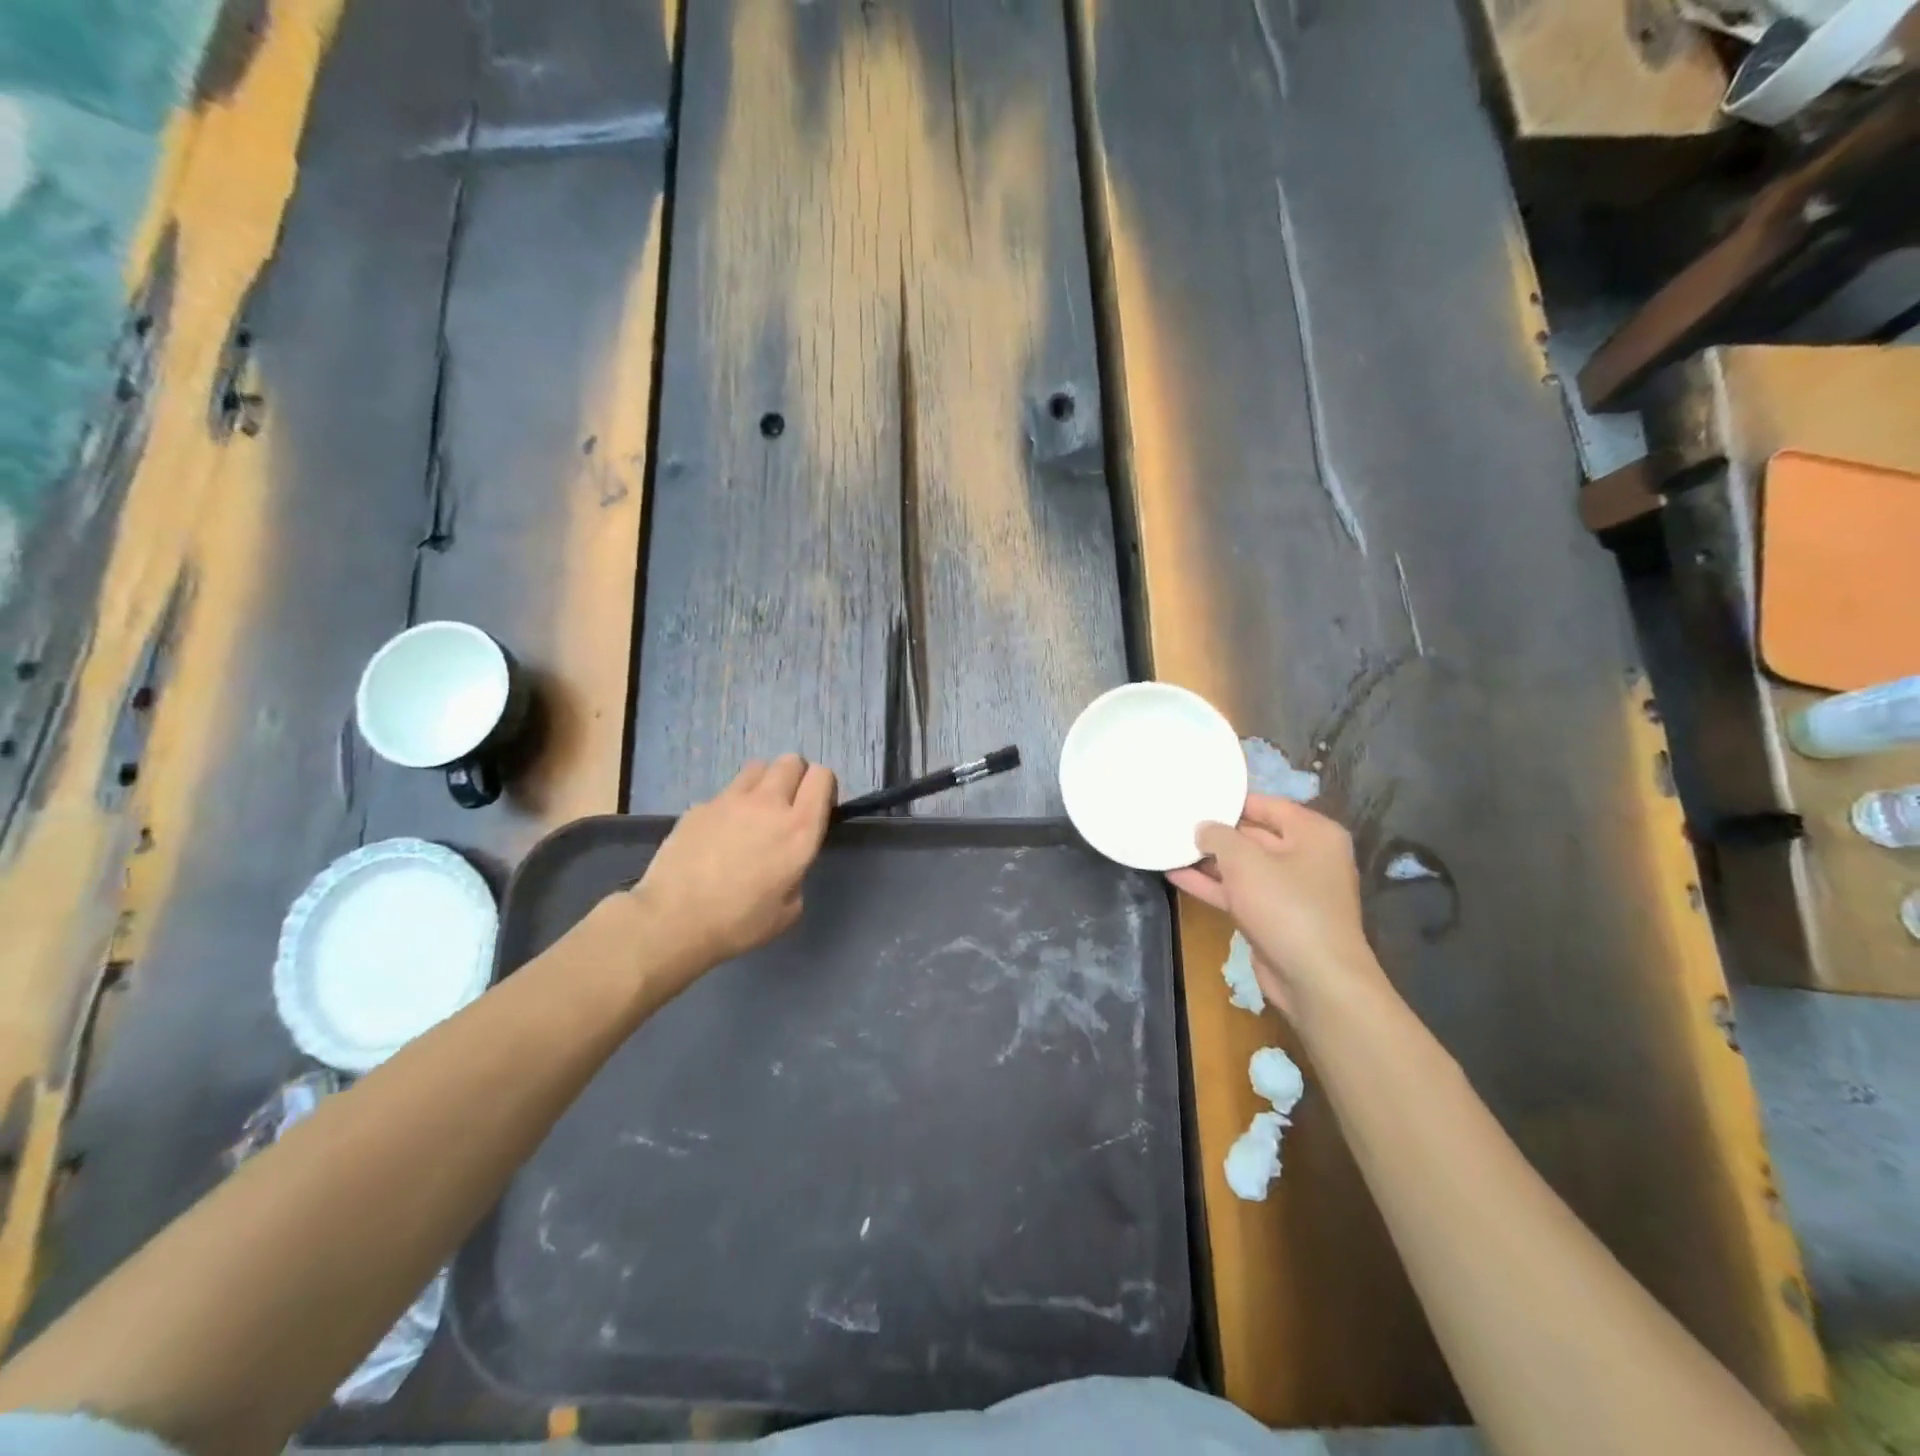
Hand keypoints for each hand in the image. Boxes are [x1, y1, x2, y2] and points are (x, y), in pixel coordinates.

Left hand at [618, 755, 836, 974]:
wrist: (673, 920)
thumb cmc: (739, 923)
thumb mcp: (789, 909)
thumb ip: (796, 874)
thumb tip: (786, 864)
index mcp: (799, 829)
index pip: (822, 776)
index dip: (824, 787)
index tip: (818, 808)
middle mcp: (768, 804)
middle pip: (791, 761)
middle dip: (796, 777)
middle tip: (788, 806)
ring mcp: (730, 800)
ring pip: (757, 767)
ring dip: (764, 782)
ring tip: (755, 811)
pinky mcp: (699, 806)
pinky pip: (724, 793)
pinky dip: (730, 805)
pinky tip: (718, 834)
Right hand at [1167, 795, 1379, 1014]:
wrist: (1315, 979)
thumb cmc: (1286, 905)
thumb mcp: (1245, 860)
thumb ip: (1218, 836)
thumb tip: (1203, 828)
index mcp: (1313, 833)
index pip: (1267, 804)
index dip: (1230, 800)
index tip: (1195, 795)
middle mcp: (1305, 857)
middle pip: (1254, 834)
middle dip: (1216, 831)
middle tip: (1176, 819)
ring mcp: (1289, 890)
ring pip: (1242, 867)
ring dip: (1208, 860)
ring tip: (1168, 845)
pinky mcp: (1273, 918)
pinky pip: (1238, 892)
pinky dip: (1211, 885)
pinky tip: (1175, 875)